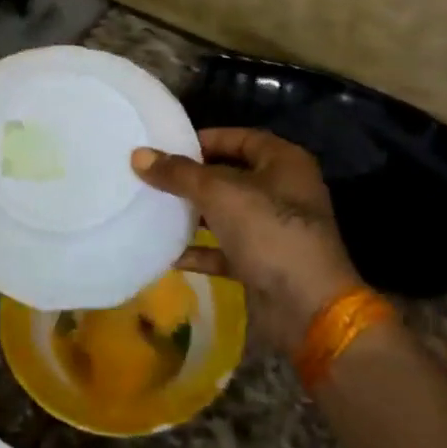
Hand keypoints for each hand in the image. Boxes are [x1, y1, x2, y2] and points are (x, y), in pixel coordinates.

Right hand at [131, 128, 360, 352]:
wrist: (308, 309)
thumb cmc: (269, 233)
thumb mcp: (219, 194)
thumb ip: (178, 174)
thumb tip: (138, 155)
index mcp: (283, 162)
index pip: (239, 138)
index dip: (204, 140)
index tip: (166, 146)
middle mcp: (282, 191)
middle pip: (230, 175)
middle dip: (193, 179)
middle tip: (153, 177)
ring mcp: (274, 230)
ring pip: (226, 213)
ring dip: (194, 214)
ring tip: (153, 209)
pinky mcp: (263, 264)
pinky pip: (225, 250)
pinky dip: (200, 251)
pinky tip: (167, 253)